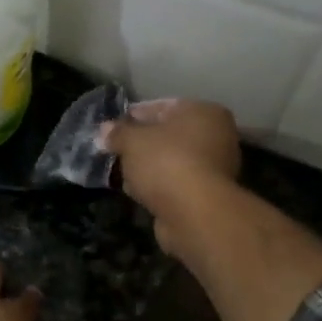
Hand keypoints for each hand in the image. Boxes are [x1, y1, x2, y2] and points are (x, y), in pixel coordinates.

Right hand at [105, 99, 240, 256]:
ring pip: (171, 160)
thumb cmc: (166, 162)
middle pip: (169, 135)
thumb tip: (105, 129)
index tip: (113, 125)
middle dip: (141, 142)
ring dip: (148, 165)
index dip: (135, 115)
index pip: (164, 107)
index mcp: (204, 112)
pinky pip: (175, 182)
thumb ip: (118, 132)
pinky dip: (157, 184)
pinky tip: (136, 190)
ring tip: (121, 171)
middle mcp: (216, 136)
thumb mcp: (132, 141)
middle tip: (115, 148)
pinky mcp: (206, 195)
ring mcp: (214, 168)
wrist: (194, 213)